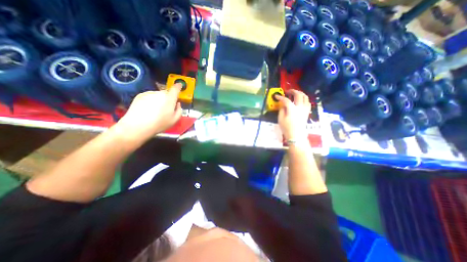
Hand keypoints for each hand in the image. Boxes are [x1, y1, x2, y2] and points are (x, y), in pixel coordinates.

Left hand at [115, 84, 183, 140]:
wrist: (137, 126)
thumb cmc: (159, 123)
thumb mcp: (175, 120)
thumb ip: (179, 110)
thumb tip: (178, 104)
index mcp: (170, 98)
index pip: (175, 88)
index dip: (178, 86)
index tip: (180, 85)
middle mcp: (160, 93)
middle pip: (166, 93)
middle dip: (168, 98)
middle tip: (166, 108)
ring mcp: (149, 93)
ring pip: (158, 95)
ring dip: (159, 99)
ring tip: (155, 110)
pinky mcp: (140, 95)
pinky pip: (149, 96)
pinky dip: (151, 100)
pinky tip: (148, 109)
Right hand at [276, 89, 308, 139]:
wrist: (296, 135)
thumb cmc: (287, 128)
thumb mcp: (280, 119)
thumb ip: (281, 110)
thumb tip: (283, 104)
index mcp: (292, 109)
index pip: (286, 100)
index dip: (280, 97)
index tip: (276, 96)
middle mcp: (300, 107)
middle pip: (298, 95)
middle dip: (292, 91)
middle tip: (287, 91)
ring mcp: (305, 109)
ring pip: (305, 97)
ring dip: (300, 93)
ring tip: (295, 94)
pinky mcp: (307, 112)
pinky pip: (308, 102)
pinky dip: (304, 99)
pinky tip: (300, 100)